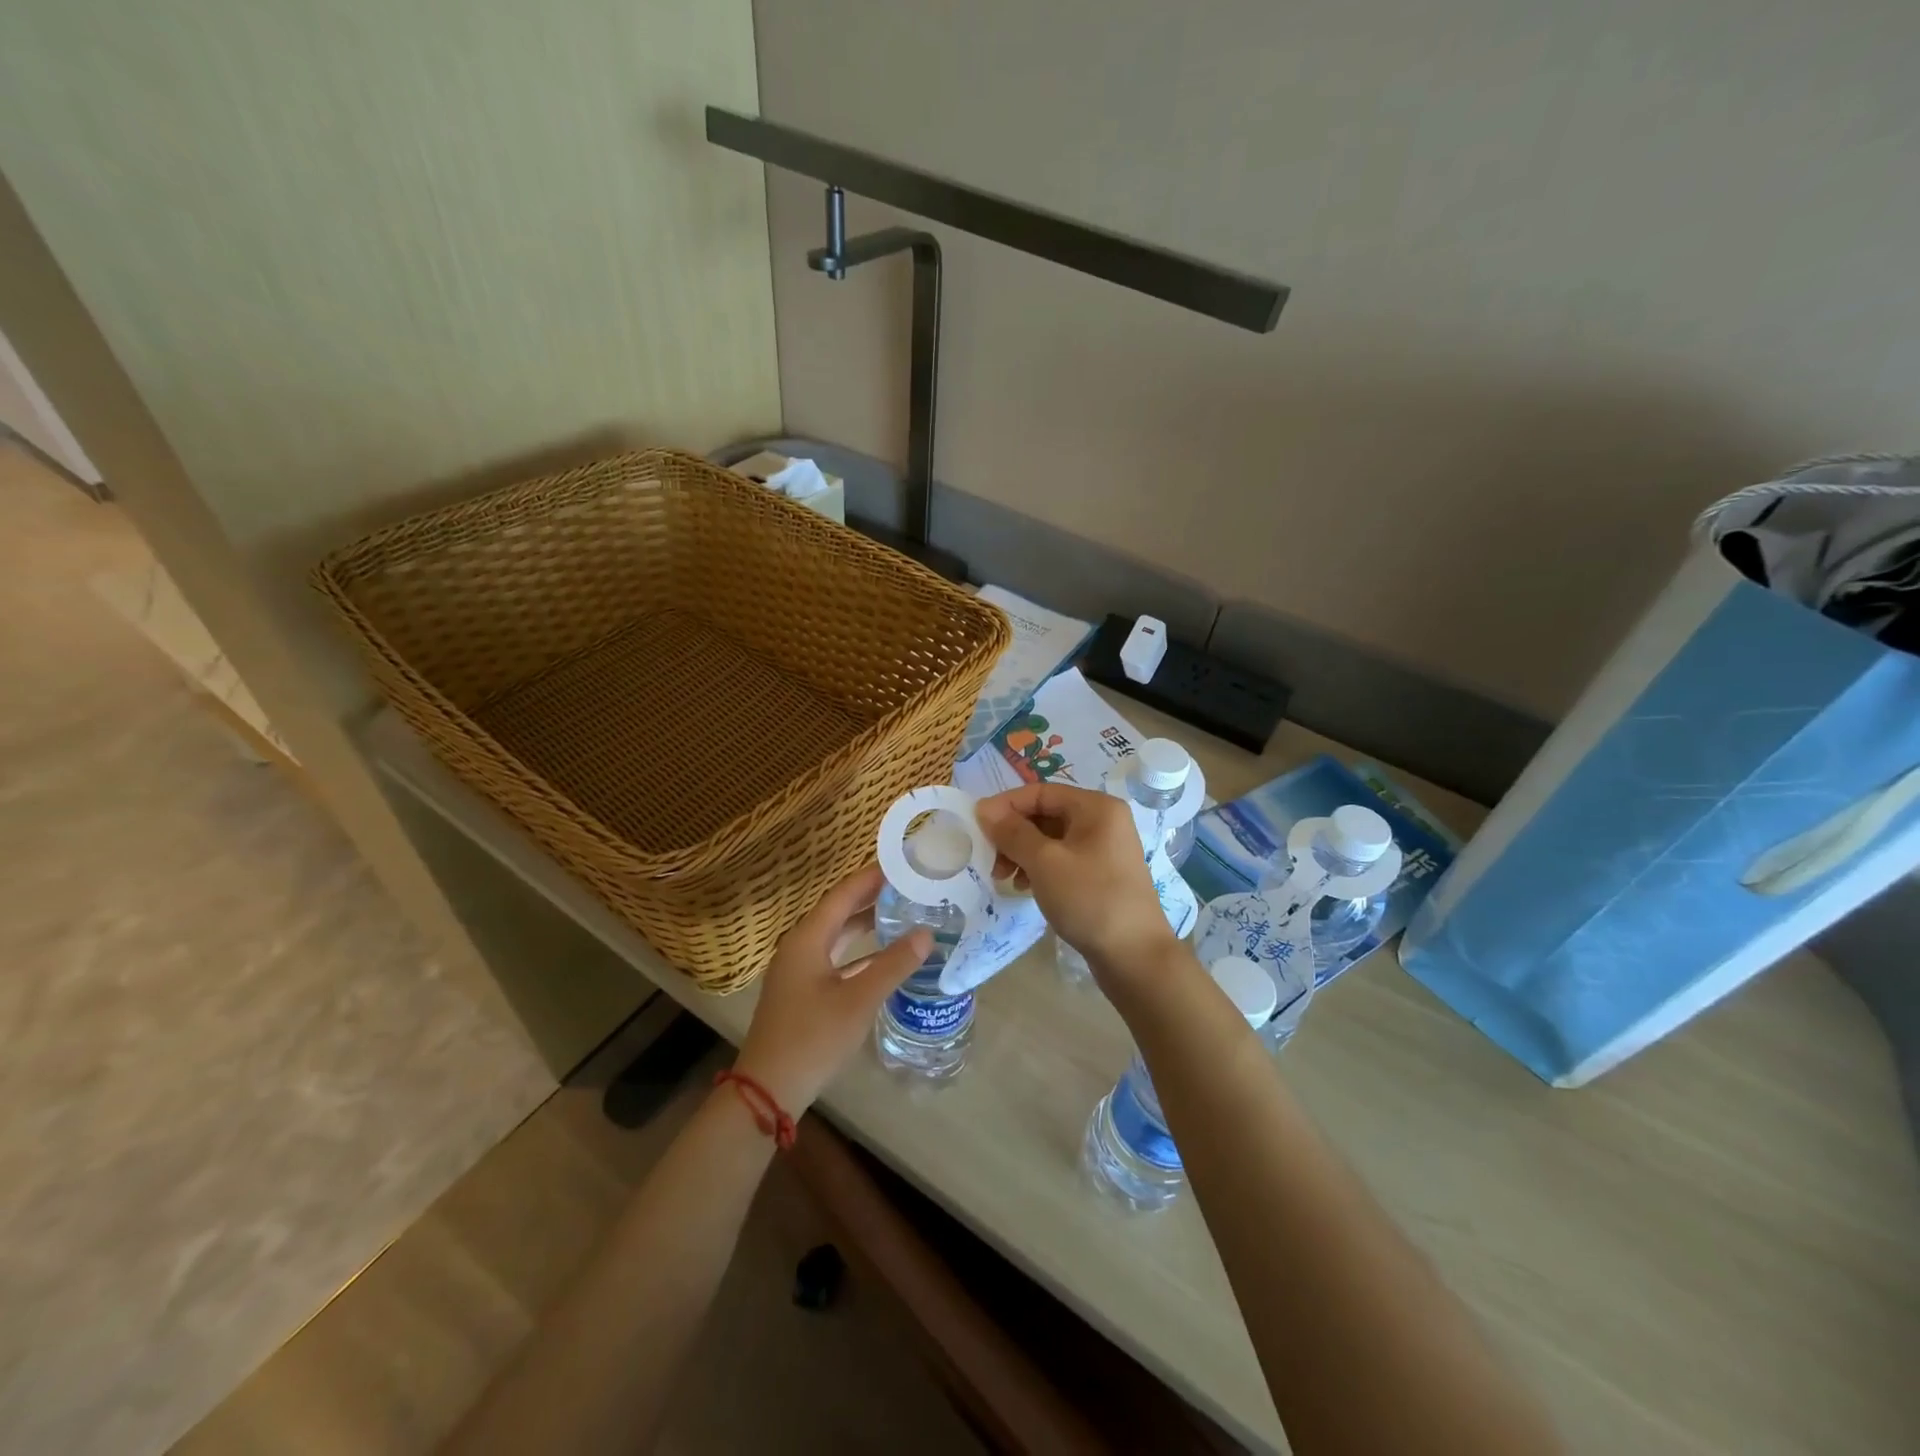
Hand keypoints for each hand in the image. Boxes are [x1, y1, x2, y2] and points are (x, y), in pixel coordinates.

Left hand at [734, 863, 929, 1111]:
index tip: (902, 863)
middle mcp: (800, 946)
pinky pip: (835, 959)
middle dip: (872, 897)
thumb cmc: (812, 1037)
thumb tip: (927, 933)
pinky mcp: (803, 992)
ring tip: (902, 913)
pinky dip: (860, 953)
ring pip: (837, 936)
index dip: (872, 877)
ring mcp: (799, 970)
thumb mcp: (858, 1000)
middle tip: (908, 885)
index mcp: (808, 938)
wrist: (768, 1089)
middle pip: (839, 911)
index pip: (843, 893)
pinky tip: (884, 959)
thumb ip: (893, 965)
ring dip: (866, 924)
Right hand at [976, 783, 1181, 987]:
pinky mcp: (1102, 874)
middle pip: (1046, 814)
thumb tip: (985, 809)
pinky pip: (1063, 859)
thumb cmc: (1089, 899)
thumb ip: (1012, 832)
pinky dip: (1040, 868)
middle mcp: (1104, 821)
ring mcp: (1105, 849)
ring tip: (1004, 877)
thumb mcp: (1045, 862)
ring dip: (1023, 852)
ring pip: (1052, 839)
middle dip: (1013, 833)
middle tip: (989, 858)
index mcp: (1096, 807)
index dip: (1006, 805)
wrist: (1135, 956)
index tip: (977, 825)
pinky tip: (1025, 887)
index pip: (1040, 792)